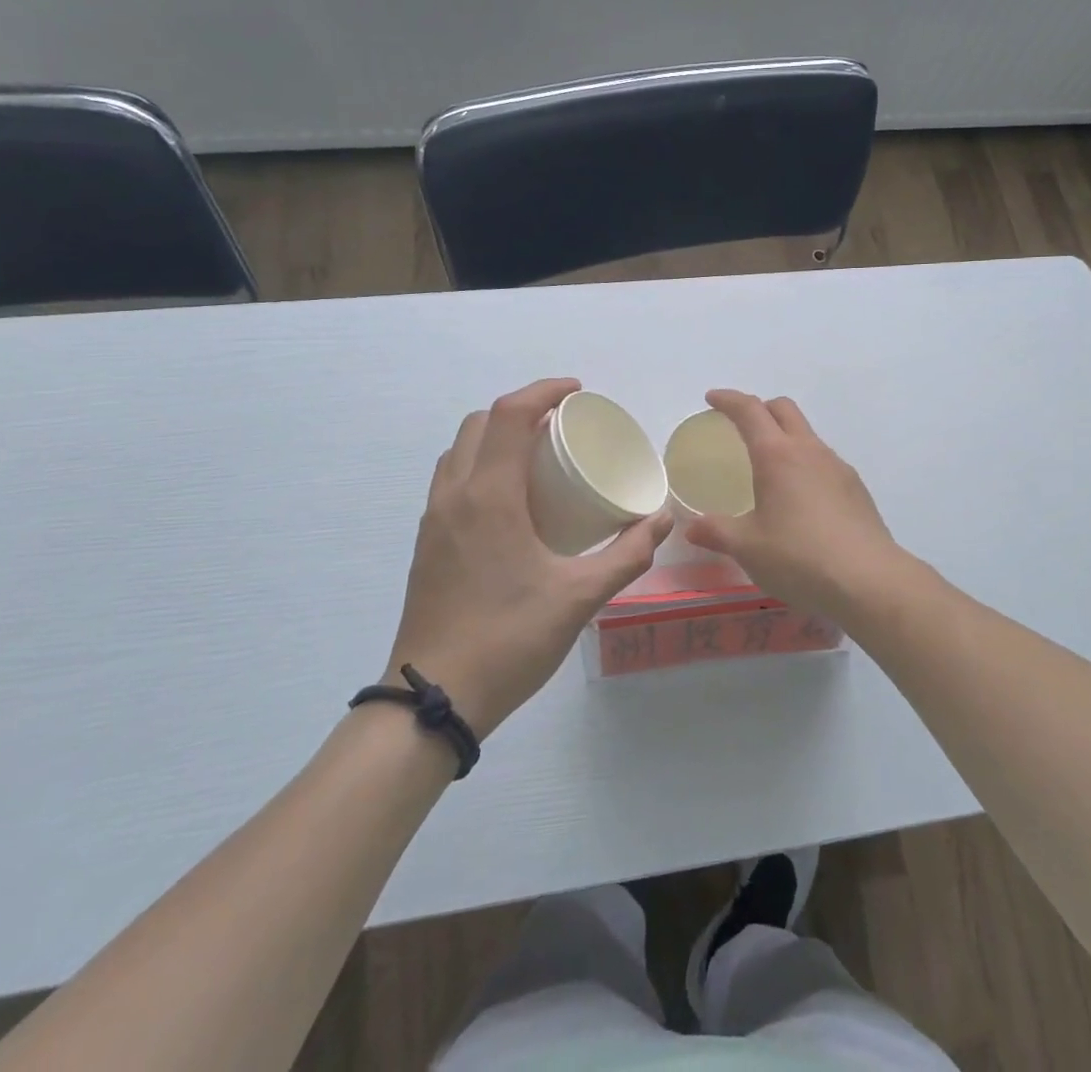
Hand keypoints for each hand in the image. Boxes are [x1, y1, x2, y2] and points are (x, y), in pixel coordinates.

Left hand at [387, 378, 670, 740]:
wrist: (432, 699)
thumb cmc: (508, 639)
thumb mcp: (579, 597)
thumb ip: (627, 555)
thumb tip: (663, 519)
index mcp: (489, 497)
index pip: (509, 415)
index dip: (544, 391)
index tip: (577, 392)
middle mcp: (454, 496)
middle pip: (480, 424)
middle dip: (521, 410)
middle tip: (561, 426)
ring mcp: (434, 519)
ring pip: (461, 451)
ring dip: (496, 437)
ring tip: (537, 457)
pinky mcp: (427, 543)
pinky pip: (453, 480)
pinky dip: (482, 466)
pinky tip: (512, 501)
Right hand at [684, 390, 906, 616]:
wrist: (869, 580)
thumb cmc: (799, 557)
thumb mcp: (747, 548)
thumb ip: (717, 532)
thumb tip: (692, 528)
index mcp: (777, 455)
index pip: (750, 410)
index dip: (728, 400)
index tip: (712, 398)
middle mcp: (810, 451)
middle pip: (784, 410)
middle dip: (760, 408)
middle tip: (740, 426)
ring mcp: (838, 468)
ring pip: (807, 435)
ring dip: (785, 437)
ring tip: (770, 468)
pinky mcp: (857, 489)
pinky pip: (824, 462)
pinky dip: (806, 464)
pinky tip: (801, 500)